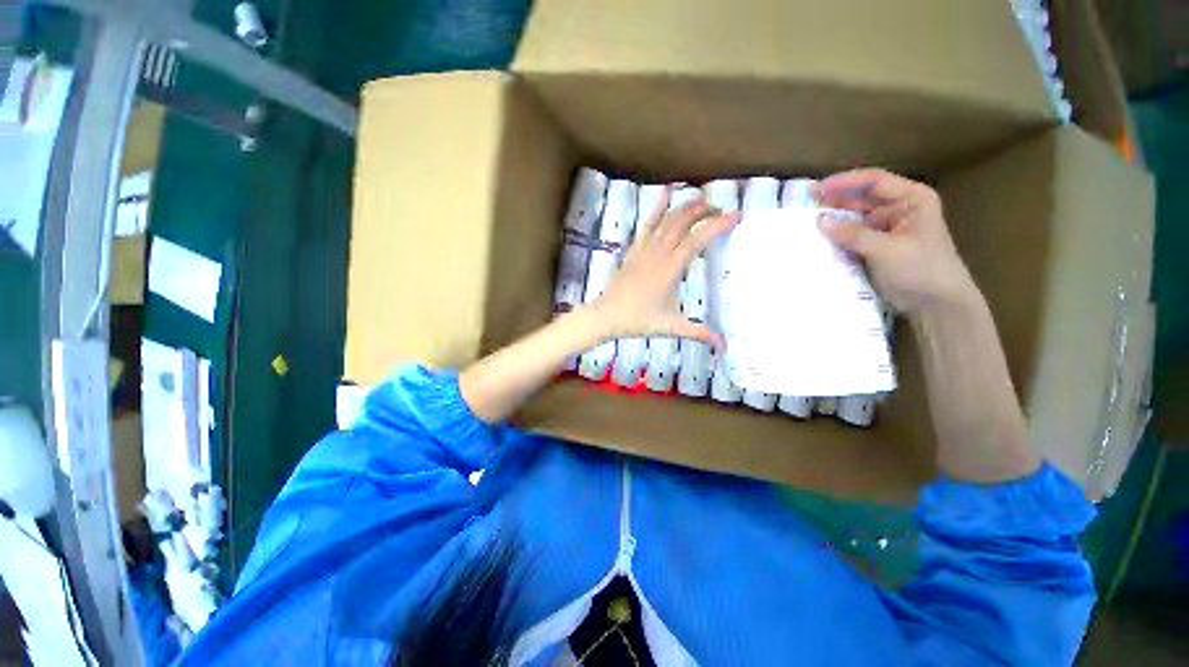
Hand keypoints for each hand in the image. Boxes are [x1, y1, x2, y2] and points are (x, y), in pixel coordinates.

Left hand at [587, 192, 739, 345]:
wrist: (607, 316)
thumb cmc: (638, 320)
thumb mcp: (671, 327)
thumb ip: (698, 332)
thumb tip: (723, 345)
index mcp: (671, 269)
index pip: (698, 239)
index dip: (718, 225)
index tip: (737, 216)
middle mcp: (659, 253)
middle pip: (682, 222)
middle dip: (704, 210)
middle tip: (721, 209)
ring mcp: (644, 250)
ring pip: (666, 220)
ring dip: (684, 207)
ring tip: (701, 199)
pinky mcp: (634, 251)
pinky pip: (647, 225)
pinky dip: (658, 209)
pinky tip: (665, 196)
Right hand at [815, 168, 977, 314]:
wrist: (934, 303)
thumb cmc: (920, 269)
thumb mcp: (885, 249)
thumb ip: (852, 234)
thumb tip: (819, 220)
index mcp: (911, 198)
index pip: (874, 181)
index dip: (845, 182)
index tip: (818, 188)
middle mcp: (898, 208)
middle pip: (862, 197)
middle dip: (835, 200)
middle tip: (806, 203)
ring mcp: (886, 227)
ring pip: (854, 217)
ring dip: (834, 219)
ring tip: (807, 220)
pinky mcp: (875, 245)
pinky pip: (852, 235)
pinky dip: (837, 236)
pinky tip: (819, 237)